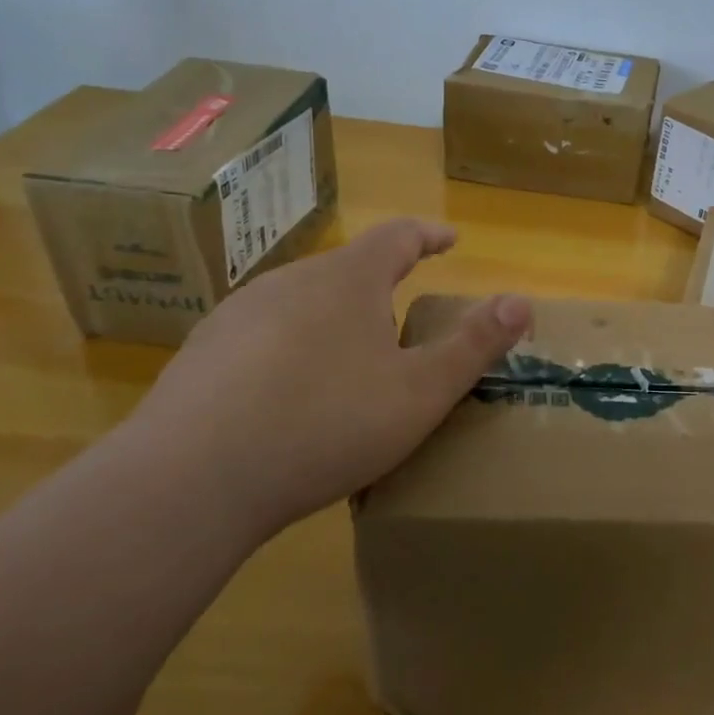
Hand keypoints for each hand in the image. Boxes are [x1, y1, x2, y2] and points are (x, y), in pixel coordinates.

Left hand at [124, 219, 530, 539]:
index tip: (449, 240)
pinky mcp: (202, 353)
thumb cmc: (326, 424)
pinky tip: (288, 397)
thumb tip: (522, 301)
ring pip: (302, 302)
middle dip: (381, 286)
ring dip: (334, 319)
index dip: (429, 234)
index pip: (398, 235)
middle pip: (348, 269)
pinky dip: (290, 349)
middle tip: (403, 324)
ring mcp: (238, 315)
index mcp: (348, 280)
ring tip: (349, 363)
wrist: (191, 480)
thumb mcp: (420, 393)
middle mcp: (291, 281)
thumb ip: (474, 345)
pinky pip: (262, 336)